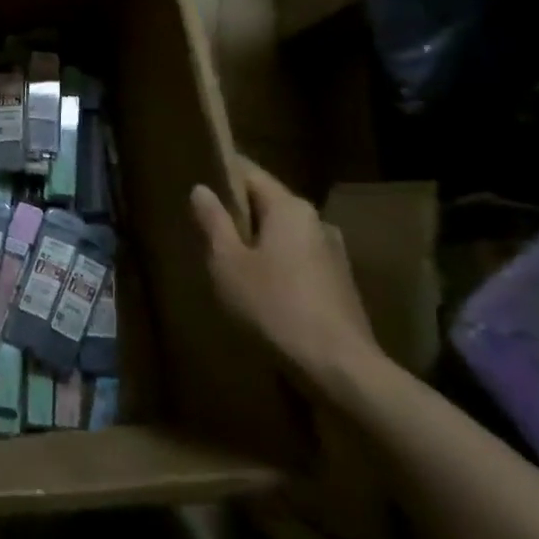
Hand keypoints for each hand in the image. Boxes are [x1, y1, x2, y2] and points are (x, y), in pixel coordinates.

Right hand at [190, 164, 381, 390]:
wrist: (339, 367)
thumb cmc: (274, 306)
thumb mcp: (227, 263)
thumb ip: (214, 222)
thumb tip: (201, 189)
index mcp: (290, 208)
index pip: (251, 173)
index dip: (223, 172)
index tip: (198, 176)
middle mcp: (316, 221)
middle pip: (269, 203)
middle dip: (239, 211)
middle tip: (205, 223)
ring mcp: (333, 253)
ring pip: (284, 234)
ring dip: (257, 240)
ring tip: (228, 258)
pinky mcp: (339, 283)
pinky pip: (298, 259)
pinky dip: (275, 263)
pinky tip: (259, 287)